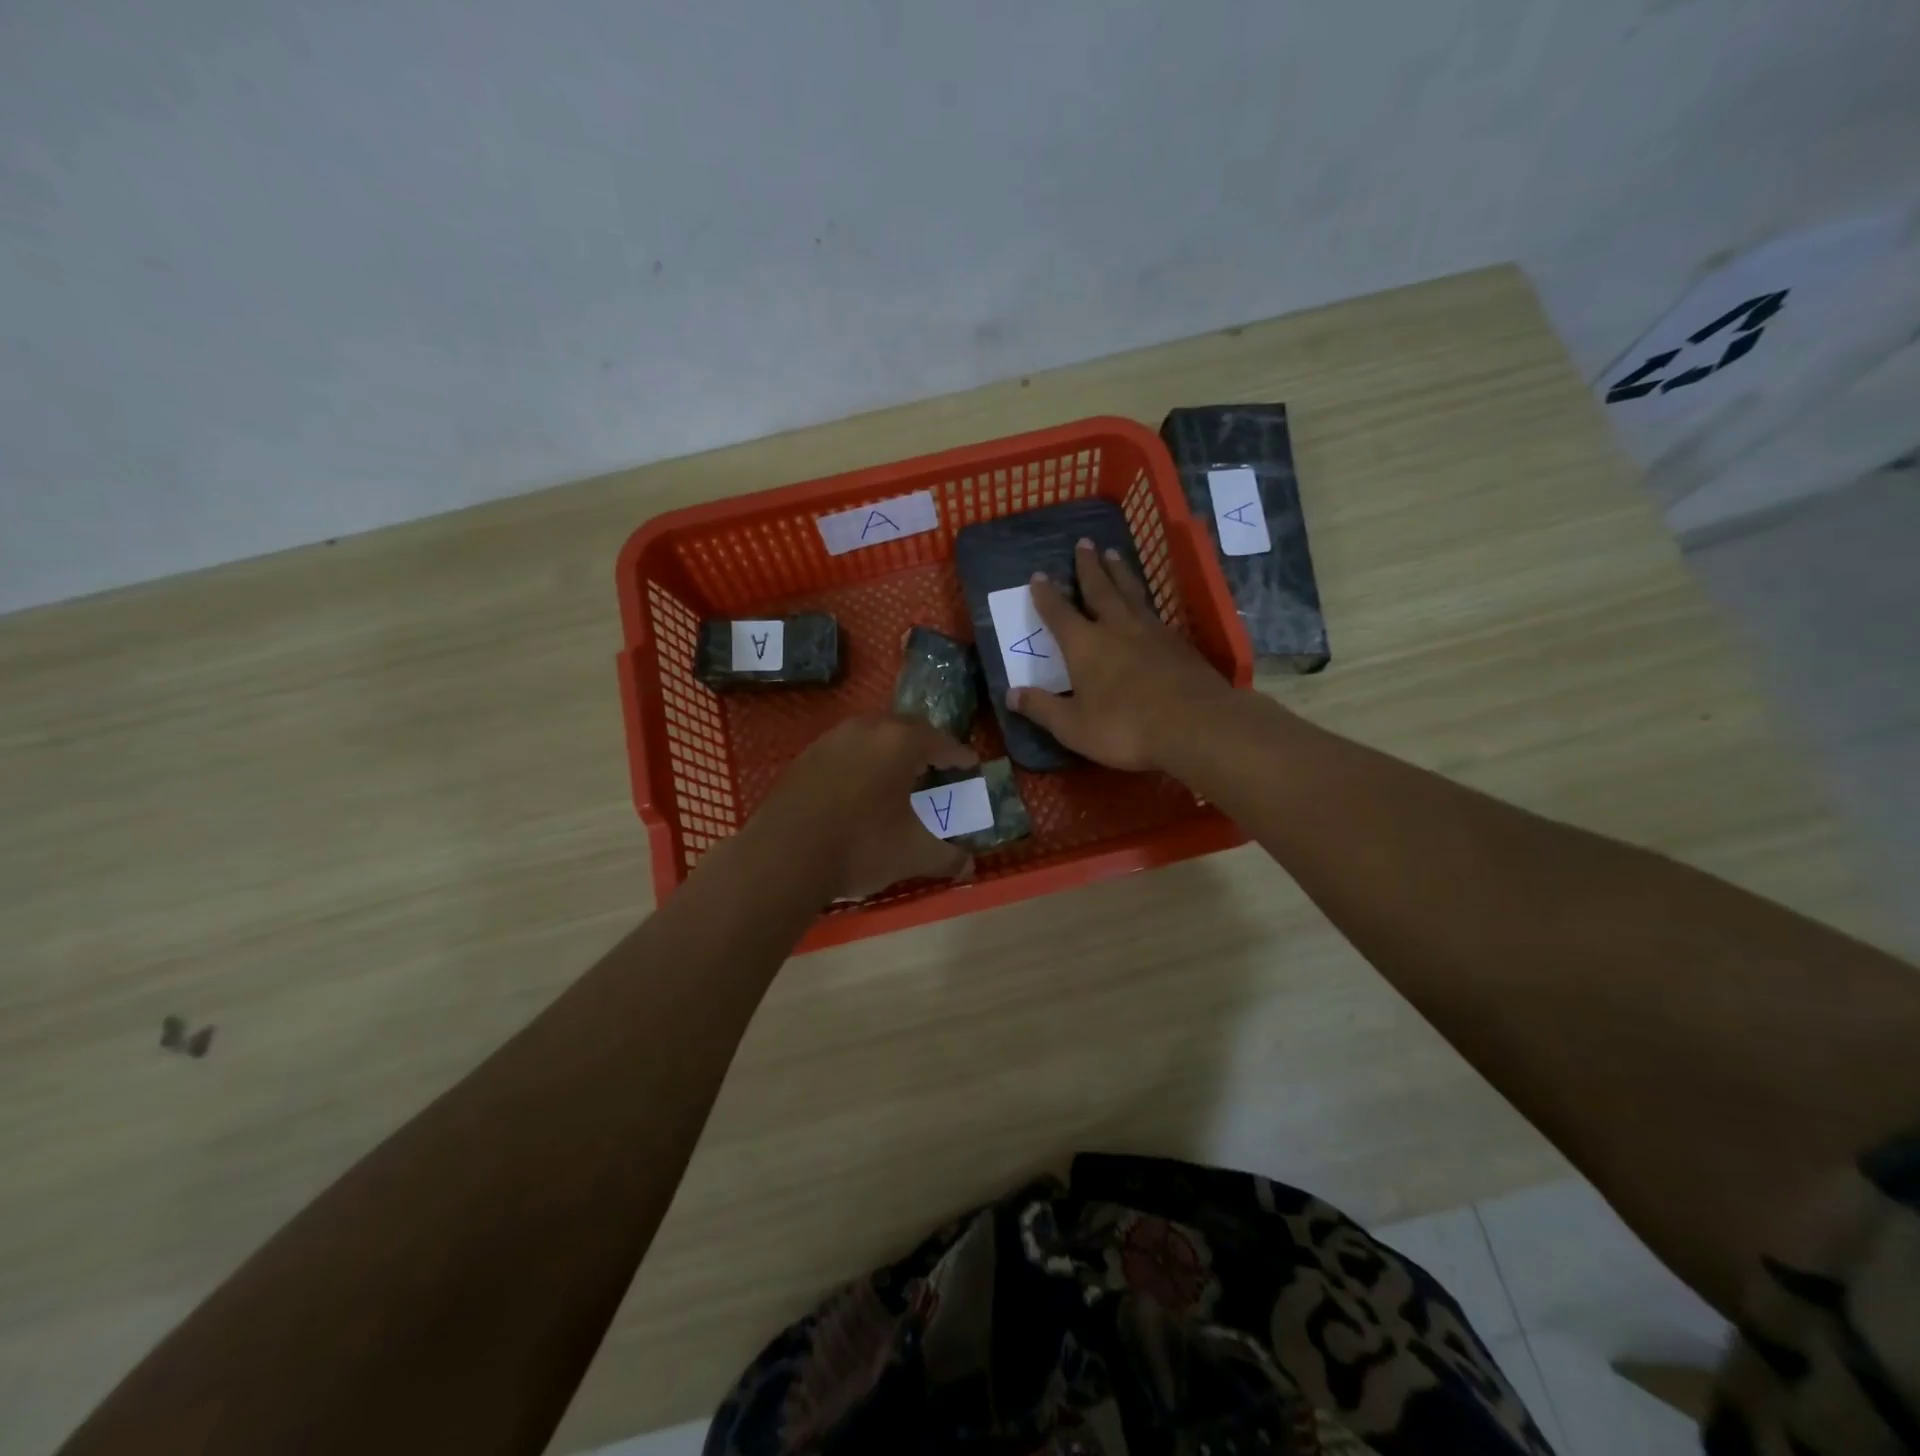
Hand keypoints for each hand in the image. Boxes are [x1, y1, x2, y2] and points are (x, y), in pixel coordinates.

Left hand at [753, 714, 977, 899]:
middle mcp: (868, 728)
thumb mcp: (913, 854)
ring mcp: (833, 738)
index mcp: (901, 742)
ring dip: (891, 750)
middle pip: (907, 728)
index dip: (959, 755)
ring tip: (899, 775)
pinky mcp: (807, 755)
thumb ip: (947, 856)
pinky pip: (846, 749)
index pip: (941, 742)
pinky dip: (862, 760)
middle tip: (936, 766)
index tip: (970, 764)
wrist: (784, 855)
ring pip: (873, 735)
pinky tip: (860, 787)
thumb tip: (970, 865)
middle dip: (925, 746)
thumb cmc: (861, 846)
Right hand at [1008, 539, 1235, 771]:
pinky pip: (1155, 612)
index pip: (1059, 613)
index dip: (1046, 595)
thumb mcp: (1073, 727)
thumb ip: (1042, 708)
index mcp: (1085, 645)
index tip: (1038, 575)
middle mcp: (1117, 628)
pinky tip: (1147, 605)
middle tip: (1084, 542)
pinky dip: (1145, 601)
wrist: (1195, 725)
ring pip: (1131, 593)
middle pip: (1100, 589)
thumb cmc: (1125, 728)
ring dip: (1119, 573)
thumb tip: (1011, 694)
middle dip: (1088, 566)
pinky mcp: (1179, 643)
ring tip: (1113, 554)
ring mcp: (1152, 632)